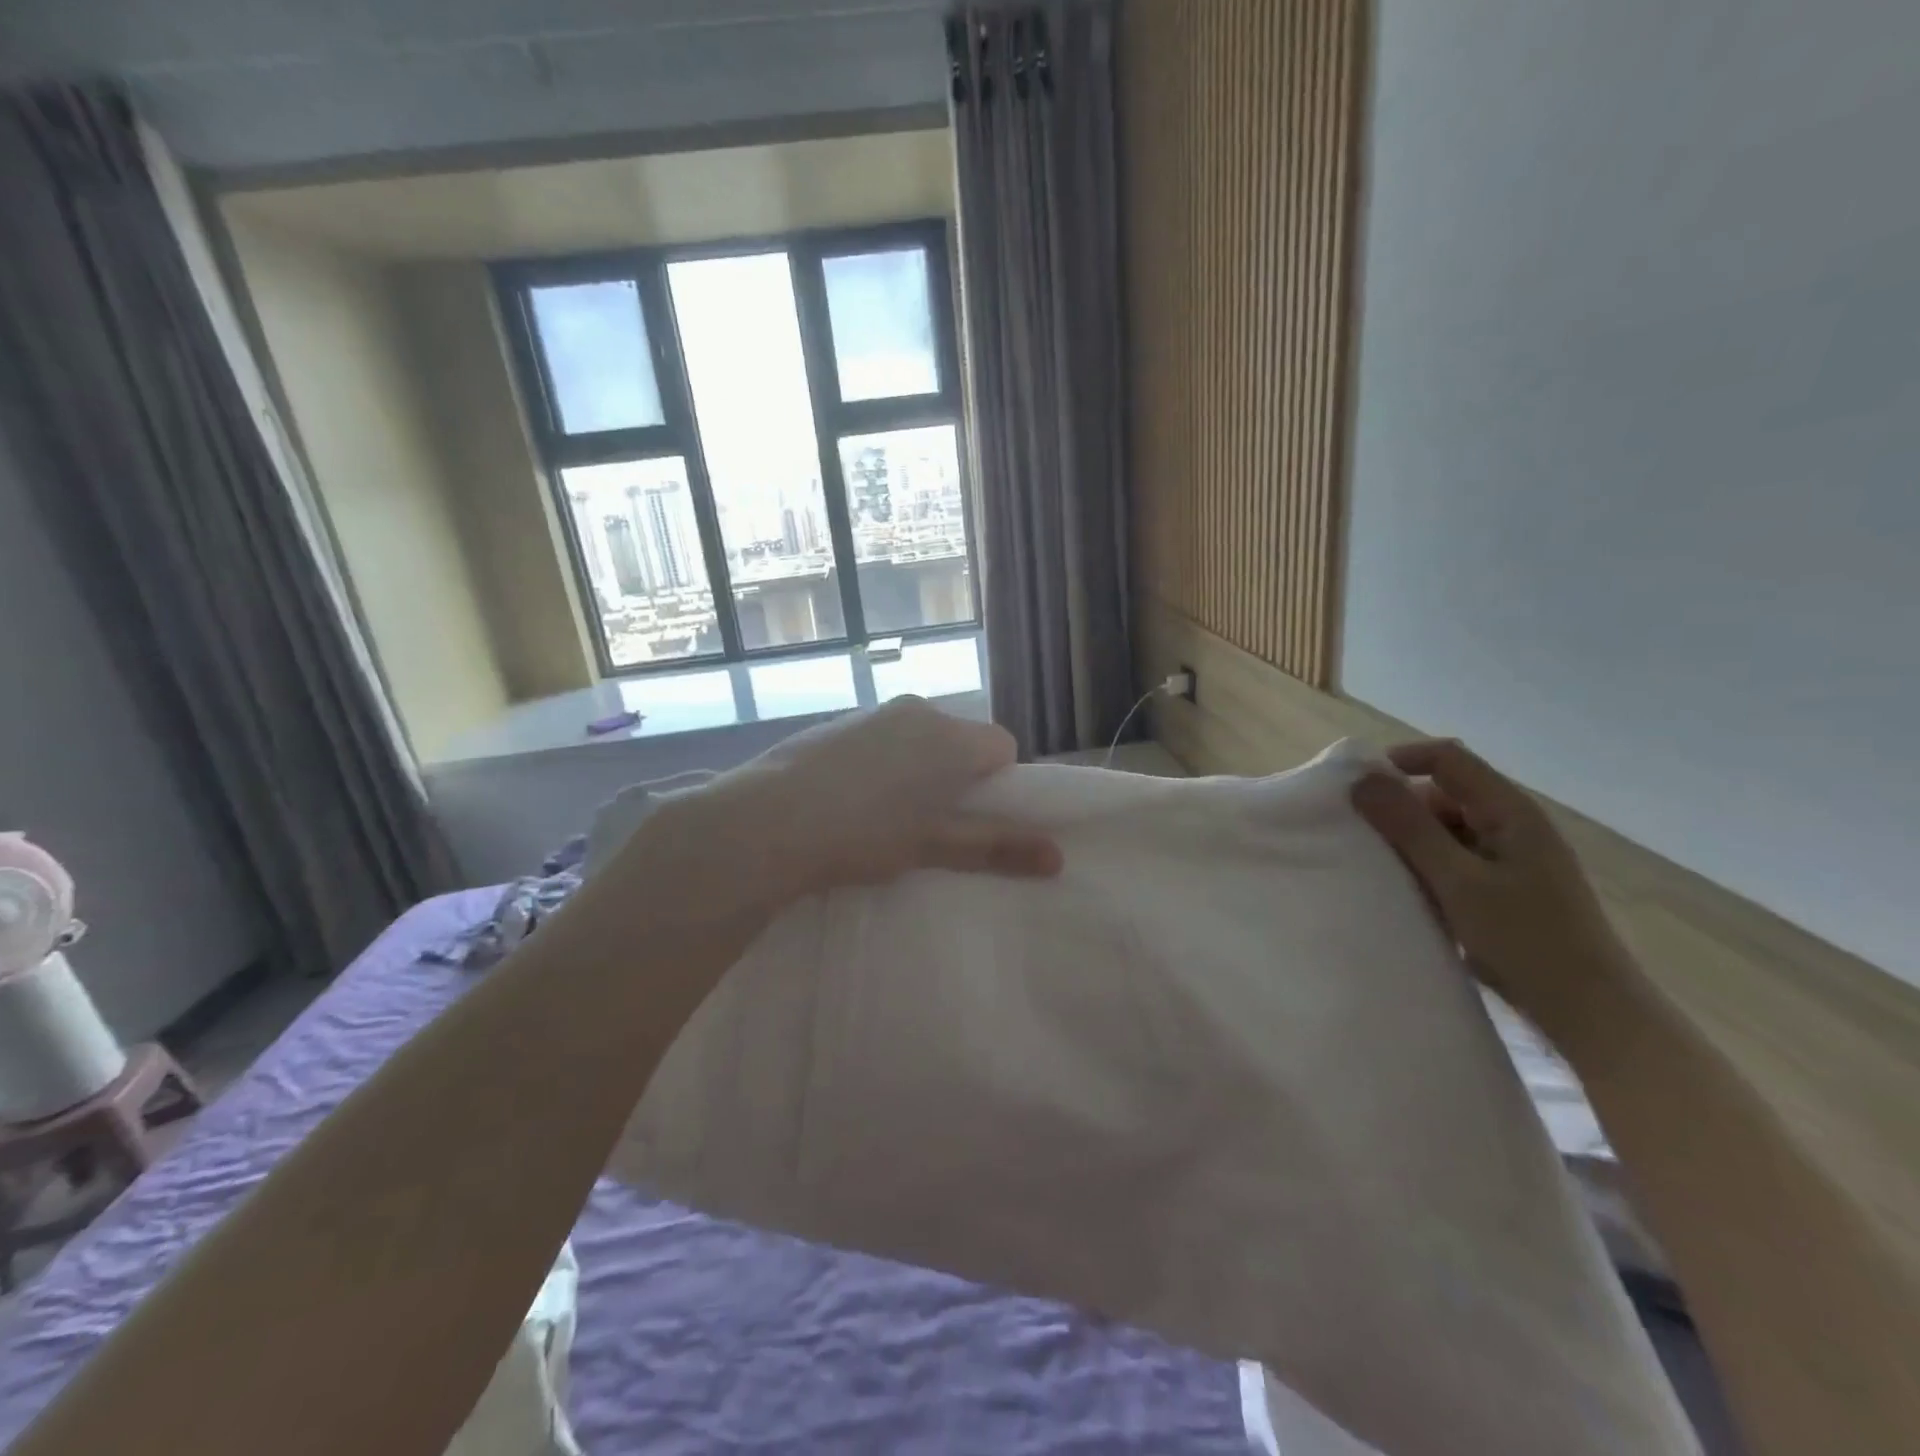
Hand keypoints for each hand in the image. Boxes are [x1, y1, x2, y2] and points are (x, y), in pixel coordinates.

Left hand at [637, 697, 1062, 918]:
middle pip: (961, 741)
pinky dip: (884, 763)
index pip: (1003, 747)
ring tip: (886, 817)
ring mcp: (874, 712)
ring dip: (919, 770)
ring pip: (920, 739)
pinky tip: (851, 800)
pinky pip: (883, 738)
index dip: (998, 786)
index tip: (971, 820)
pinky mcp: (839, 722)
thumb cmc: (863, 834)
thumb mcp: (933, 846)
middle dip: (957, 778)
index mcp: (949, 736)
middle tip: (931, 825)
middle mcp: (917, 710)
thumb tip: (1057, 858)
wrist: (767, 821)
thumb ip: (996, 846)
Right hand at [1351, 740, 1628, 1044]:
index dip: (1399, 761)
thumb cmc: (1526, 940)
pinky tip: (1407, 892)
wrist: (1590, 1014)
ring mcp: (1511, 858)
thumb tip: (1362, 780)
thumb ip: (1409, 827)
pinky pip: (1454, 860)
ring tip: (1377, 867)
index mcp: (1509, 811)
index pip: (1447, 758)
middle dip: (1399, 808)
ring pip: (1446, 829)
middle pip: (1443, 793)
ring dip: (1410, 842)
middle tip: (1360, 836)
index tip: (1355, 788)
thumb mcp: (1458, 880)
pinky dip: (1426, 867)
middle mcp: (1512, 825)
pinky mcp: (1505, 889)